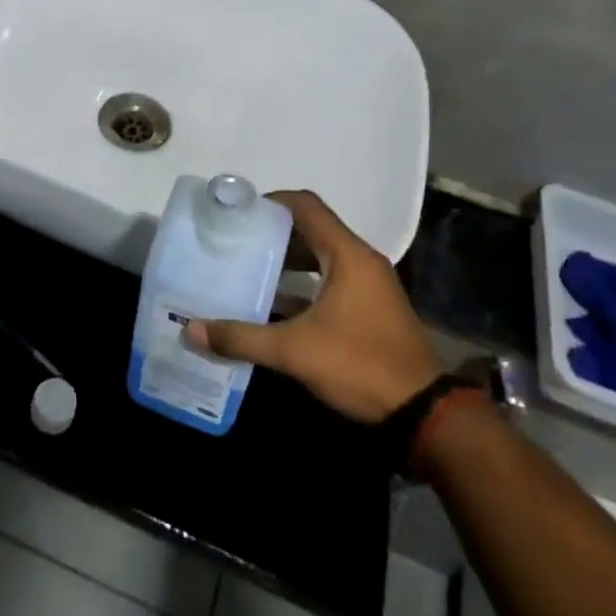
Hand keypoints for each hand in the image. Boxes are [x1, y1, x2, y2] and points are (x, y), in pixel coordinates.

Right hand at [186, 189, 442, 423]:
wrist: (424, 413)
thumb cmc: (360, 366)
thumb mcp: (295, 351)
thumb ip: (242, 337)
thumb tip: (190, 329)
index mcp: (347, 255)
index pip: (306, 206)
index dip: (271, 202)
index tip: (239, 213)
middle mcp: (361, 261)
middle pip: (312, 229)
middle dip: (274, 233)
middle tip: (237, 242)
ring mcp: (370, 285)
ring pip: (322, 256)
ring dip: (288, 260)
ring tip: (250, 269)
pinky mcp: (371, 308)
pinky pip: (331, 280)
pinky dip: (304, 284)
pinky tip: (275, 305)